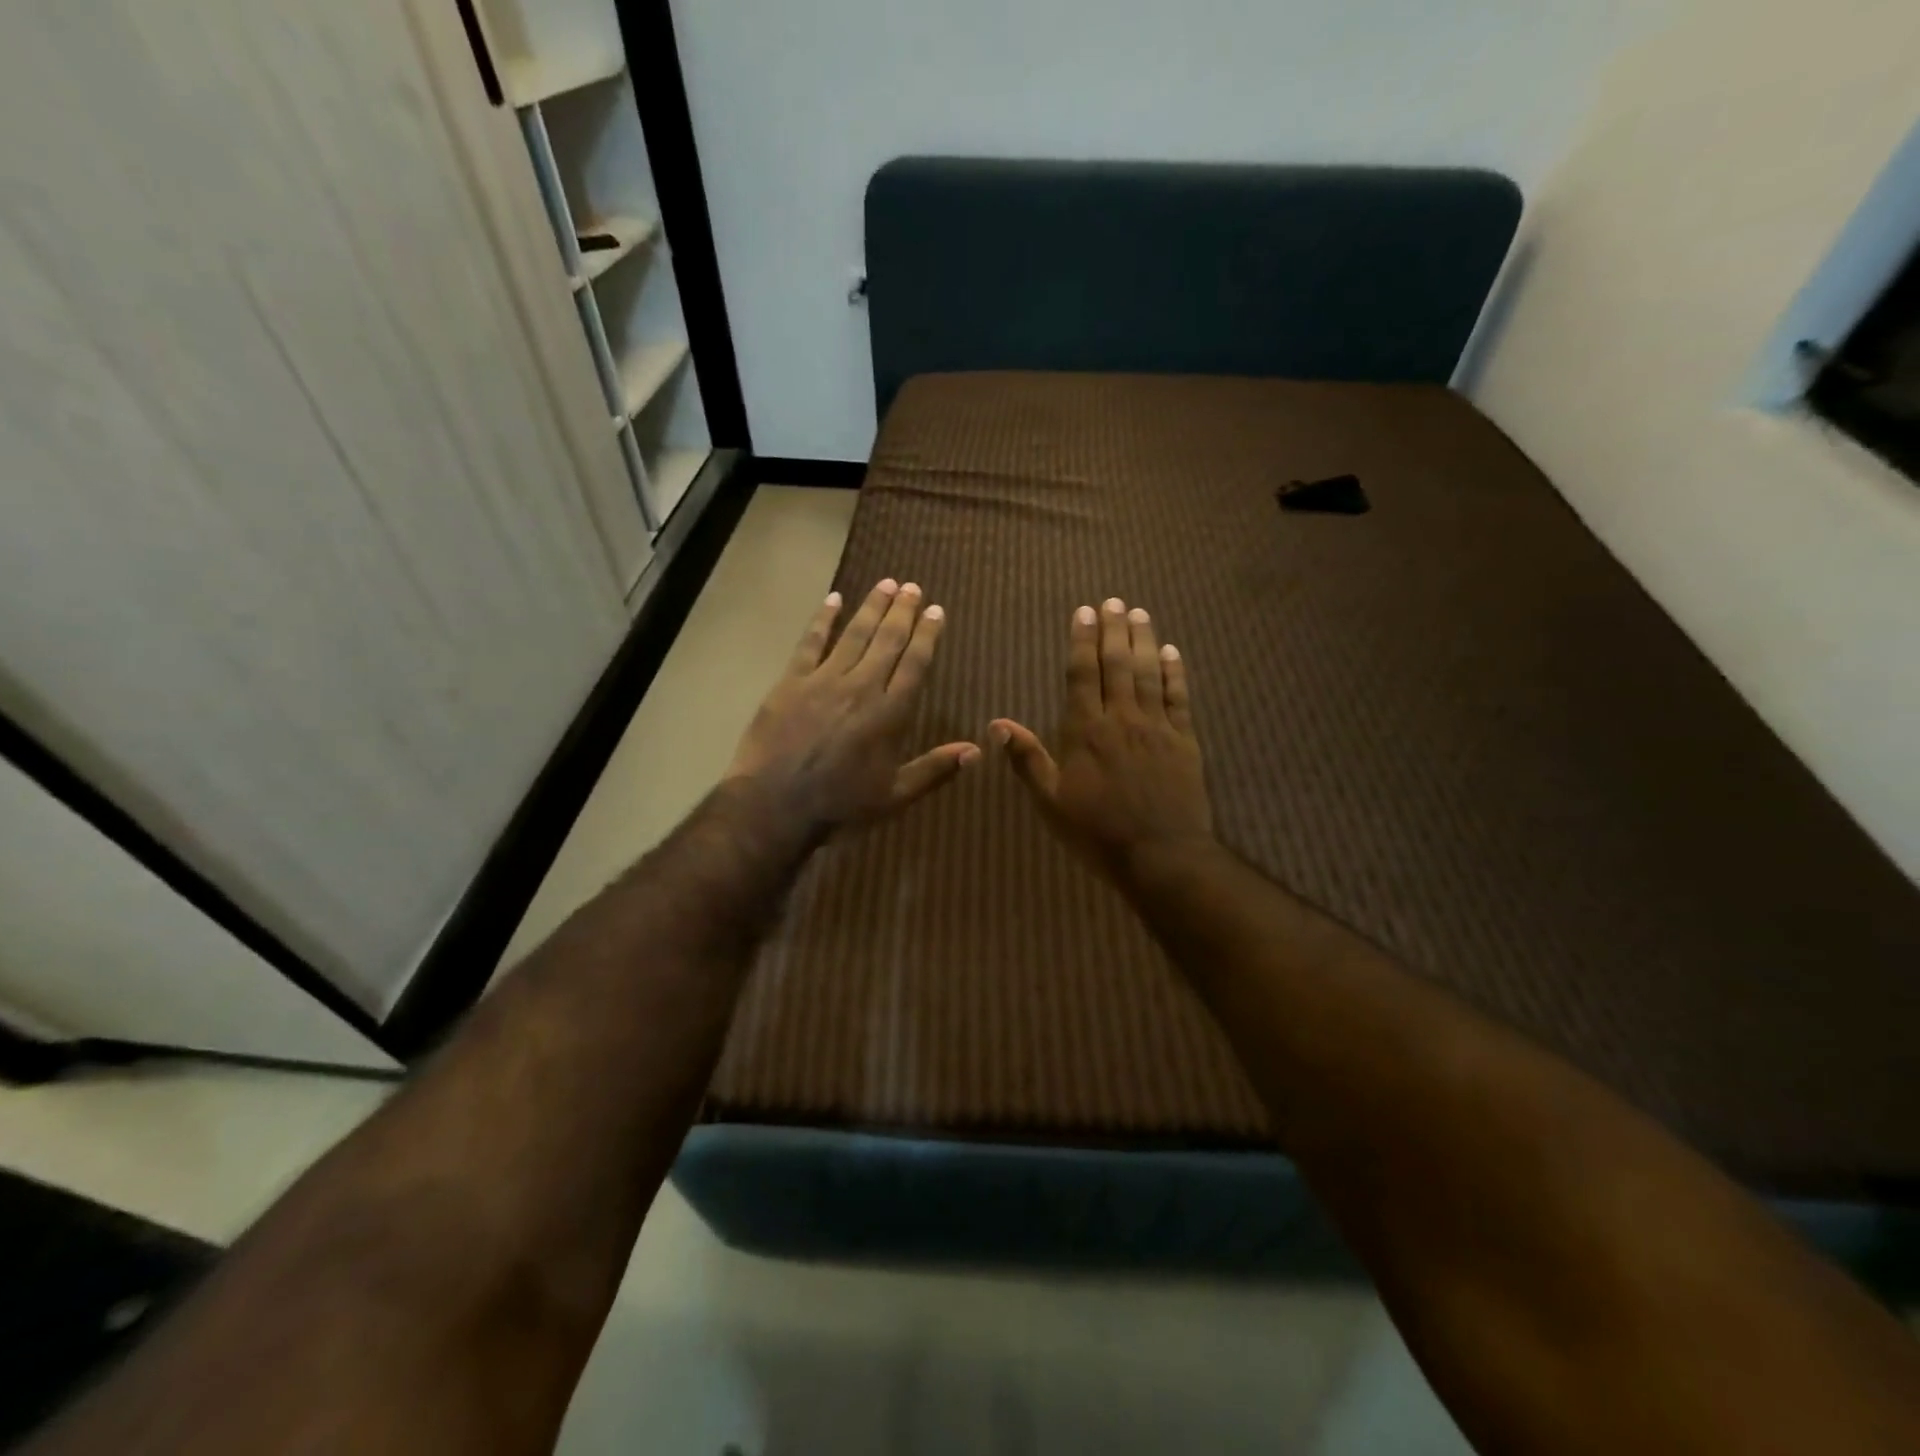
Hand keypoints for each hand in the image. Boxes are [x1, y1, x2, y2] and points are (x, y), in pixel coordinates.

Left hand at [728, 578, 978, 830]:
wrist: (775, 804)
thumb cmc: (840, 805)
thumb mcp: (895, 795)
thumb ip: (935, 769)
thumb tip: (976, 750)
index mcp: (890, 713)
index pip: (915, 664)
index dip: (927, 636)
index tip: (936, 611)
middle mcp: (862, 687)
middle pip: (887, 641)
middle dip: (902, 612)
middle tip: (913, 587)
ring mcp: (824, 681)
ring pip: (855, 635)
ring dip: (872, 607)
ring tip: (886, 583)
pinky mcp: (791, 681)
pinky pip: (810, 642)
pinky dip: (823, 619)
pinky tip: (833, 598)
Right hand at [991, 598, 1213, 875]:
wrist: (1160, 855)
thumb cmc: (1097, 832)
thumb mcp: (1051, 802)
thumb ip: (1027, 759)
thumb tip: (997, 724)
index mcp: (1086, 731)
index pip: (1082, 674)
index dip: (1082, 641)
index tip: (1084, 612)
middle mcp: (1122, 719)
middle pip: (1117, 664)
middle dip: (1114, 630)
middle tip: (1114, 601)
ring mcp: (1157, 727)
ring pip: (1149, 673)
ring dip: (1143, 640)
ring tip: (1139, 613)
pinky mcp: (1185, 741)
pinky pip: (1179, 698)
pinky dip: (1175, 672)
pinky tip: (1172, 652)